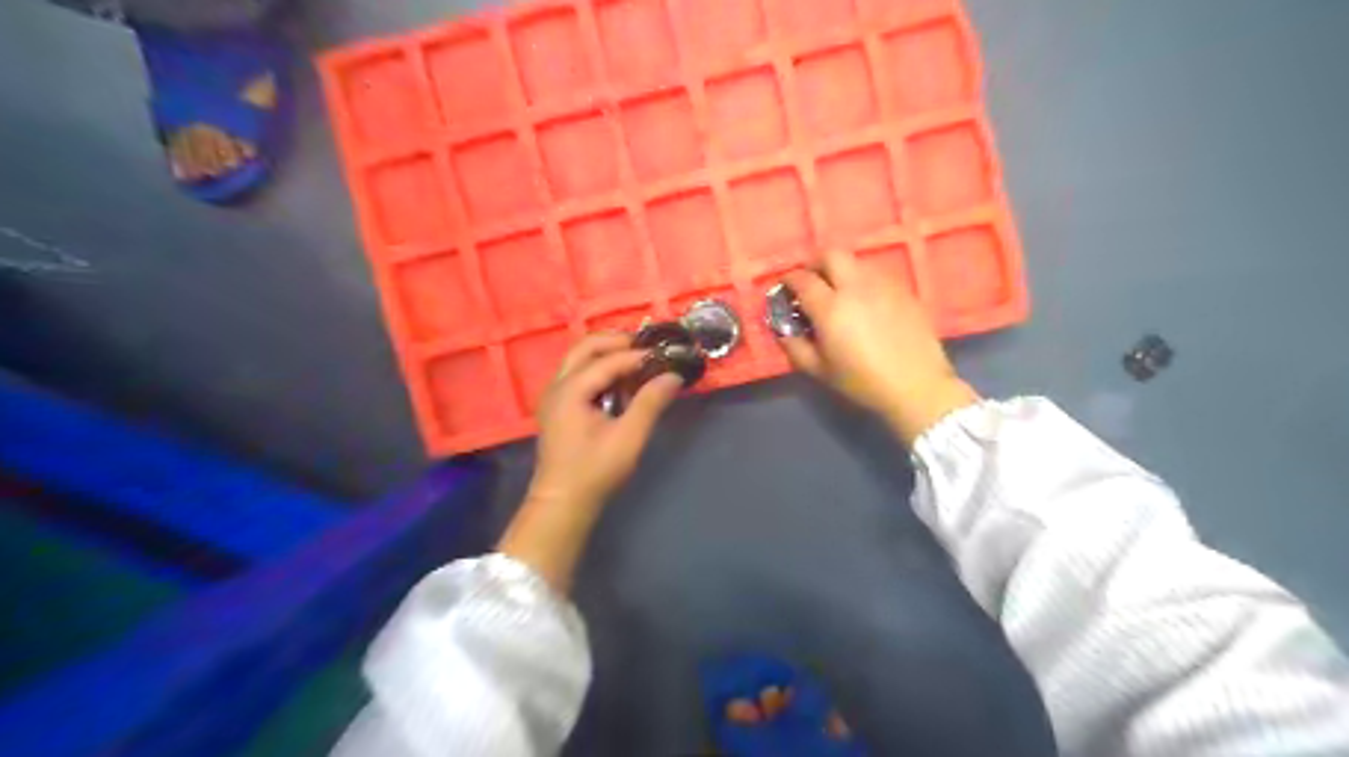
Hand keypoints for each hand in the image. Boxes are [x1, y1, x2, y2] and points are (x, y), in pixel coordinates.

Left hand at [497, 335, 687, 591]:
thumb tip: (673, 377)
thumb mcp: (628, 437)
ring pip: (580, 359)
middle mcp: (558, 385)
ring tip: (638, 359)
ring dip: (608, 354)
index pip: (608, 360)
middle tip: (648, 347)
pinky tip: (621, 381)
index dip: (638, 355)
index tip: (665, 355)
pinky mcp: (558, 407)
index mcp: (571, 390)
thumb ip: (650, 403)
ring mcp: (554, 395)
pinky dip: (600, 368)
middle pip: (586, 347)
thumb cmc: (594, 471)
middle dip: (617, 342)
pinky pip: (578, 374)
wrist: (562, 502)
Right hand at [780, 247, 982, 446]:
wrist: (916, 386)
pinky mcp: (904, 290)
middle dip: (816, 263)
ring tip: (840, 294)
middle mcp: (856, 287)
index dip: (789, 280)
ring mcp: (883, 285)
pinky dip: (863, 282)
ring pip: (856, 262)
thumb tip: (783, 329)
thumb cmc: (862, 382)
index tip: (786, 289)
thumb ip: (794, 346)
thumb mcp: (819, 370)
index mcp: (830, 307)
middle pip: (832, 254)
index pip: (803, 279)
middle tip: (812, 282)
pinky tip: (866, 304)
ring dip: (841, 271)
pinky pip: (877, 275)